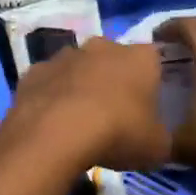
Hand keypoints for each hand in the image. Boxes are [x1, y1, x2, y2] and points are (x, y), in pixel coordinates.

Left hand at [0, 36, 169, 171]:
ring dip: (81, 86)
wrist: (55, 134)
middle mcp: (103, 46)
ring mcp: (65, 56)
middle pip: (114, 59)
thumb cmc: (117, 134)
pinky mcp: (33, 72)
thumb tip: (158, 139)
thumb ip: (162, 138)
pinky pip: (49, 83)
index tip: (149, 106)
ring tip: (80, 120)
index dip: (153, 82)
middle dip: (115, 81)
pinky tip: (51, 122)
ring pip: (79, 68)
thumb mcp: (157, 148)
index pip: (155, 61)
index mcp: (141, 58)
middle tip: (115, 114)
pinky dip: (52, 97)